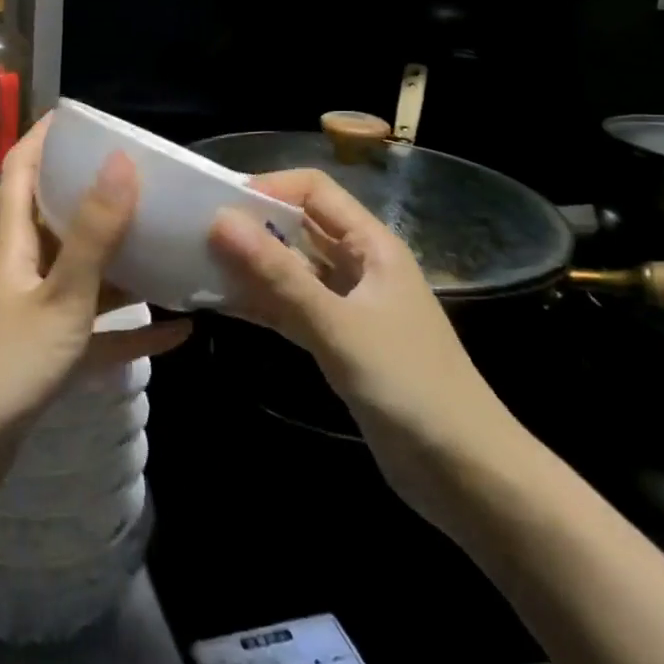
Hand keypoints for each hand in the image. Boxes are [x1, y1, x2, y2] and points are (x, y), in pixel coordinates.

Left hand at [0, 115, 188, 531]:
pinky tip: (178, 331)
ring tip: (169, 244)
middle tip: (145, 179)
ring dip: (123, 263)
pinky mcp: (47, 356)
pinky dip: (132, 330)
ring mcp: (35, 314)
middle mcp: (22, 269)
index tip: (80, 116)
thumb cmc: (4, 365)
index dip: (44, 137)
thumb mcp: (59, 297)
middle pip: (57, 218)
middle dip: (96, 194)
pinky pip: (97, 332)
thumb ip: (94, 235)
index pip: (20, 170)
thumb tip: (120, 162)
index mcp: (14, 243)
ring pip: (83, 275)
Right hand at [208, 168, 524, 530]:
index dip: (268, 187)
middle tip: (195, 234)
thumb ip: (278, 276)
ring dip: (252, 266)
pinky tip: (221, 304)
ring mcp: (350, 305)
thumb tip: (220, 220)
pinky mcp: (341, 341)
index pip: (314, 190)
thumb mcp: (339, 327)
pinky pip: (293, 307)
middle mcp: (360, 265)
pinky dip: (262, 303)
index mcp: (372, 245)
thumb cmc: (410, 388)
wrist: (468, 476)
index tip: (217, 204)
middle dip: (252, 225)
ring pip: (293, 269)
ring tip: (197, 265)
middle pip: (300, 226)